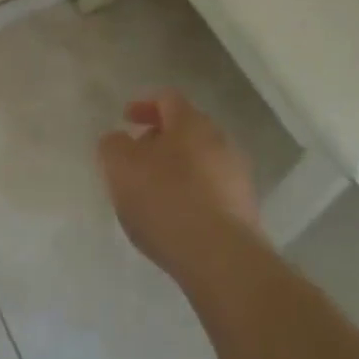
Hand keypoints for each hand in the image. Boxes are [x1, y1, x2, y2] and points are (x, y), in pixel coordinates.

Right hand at [98, 89, 263, 278]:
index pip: (167, 99)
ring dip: (176, 170)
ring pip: (200, 162)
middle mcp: (220, 141)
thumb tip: (119, 141)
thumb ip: (113, 145)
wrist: (222, 259)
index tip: (126, 119)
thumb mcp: (120, 166)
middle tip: (136, 159)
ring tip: (153, 195)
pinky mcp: (245, 212)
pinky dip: (191, 196)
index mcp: (191, 122)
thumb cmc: (166, 200)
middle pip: (186, 130)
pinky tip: (175, 220)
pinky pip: (211, 192)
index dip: (144, 105)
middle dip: (159, 140)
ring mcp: (237, 177)